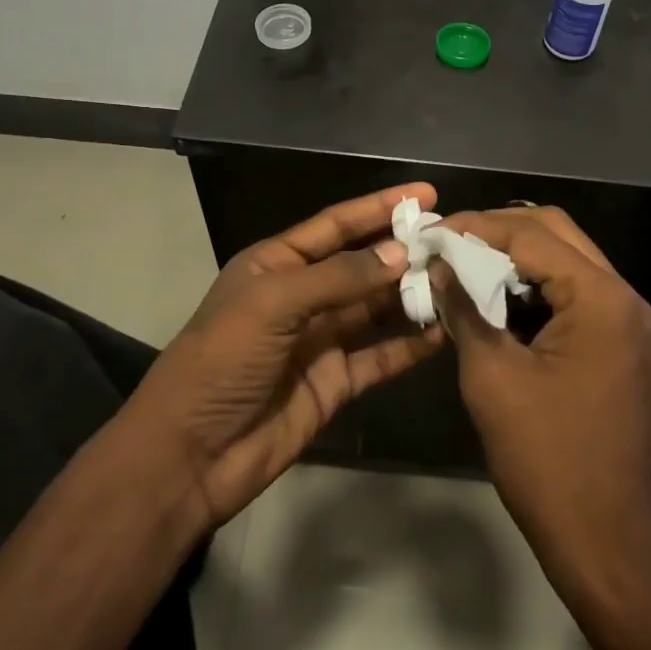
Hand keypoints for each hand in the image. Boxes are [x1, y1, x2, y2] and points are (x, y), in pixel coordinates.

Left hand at [130, 184, 446, 525]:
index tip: (425, 194)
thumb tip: (401, 252)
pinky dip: (411, 345)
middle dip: (404, 251)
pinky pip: (381, 356)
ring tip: (459, 280)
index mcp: (277, 264)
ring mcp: (321, 340)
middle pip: (363, 265)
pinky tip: (444, 332)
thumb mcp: (273, 303)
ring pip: (377, 308)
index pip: (336, 225)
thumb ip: (339, 276)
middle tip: (455, 240)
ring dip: (412, 295)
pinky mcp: (336, 382)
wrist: (191, 455)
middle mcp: (302, 296)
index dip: (379, 207)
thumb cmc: (222, 361)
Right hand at [432, 207, 650, 593]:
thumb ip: (464, 308)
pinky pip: (573, 293)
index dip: (476, 227)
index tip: (430, 233)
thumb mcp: (491, 376)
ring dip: (516, 256)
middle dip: (498, 230)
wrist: (604, 538)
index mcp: (600, 297)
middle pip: (556, 232)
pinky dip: (533, 286)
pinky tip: (495, 297)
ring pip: (566, 260)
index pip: (531, 235)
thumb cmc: (546, 458)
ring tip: (464, 263)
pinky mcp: (618, 342)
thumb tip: (437, 264)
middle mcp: (622, 296)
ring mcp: (626, 320)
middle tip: (448, 242)